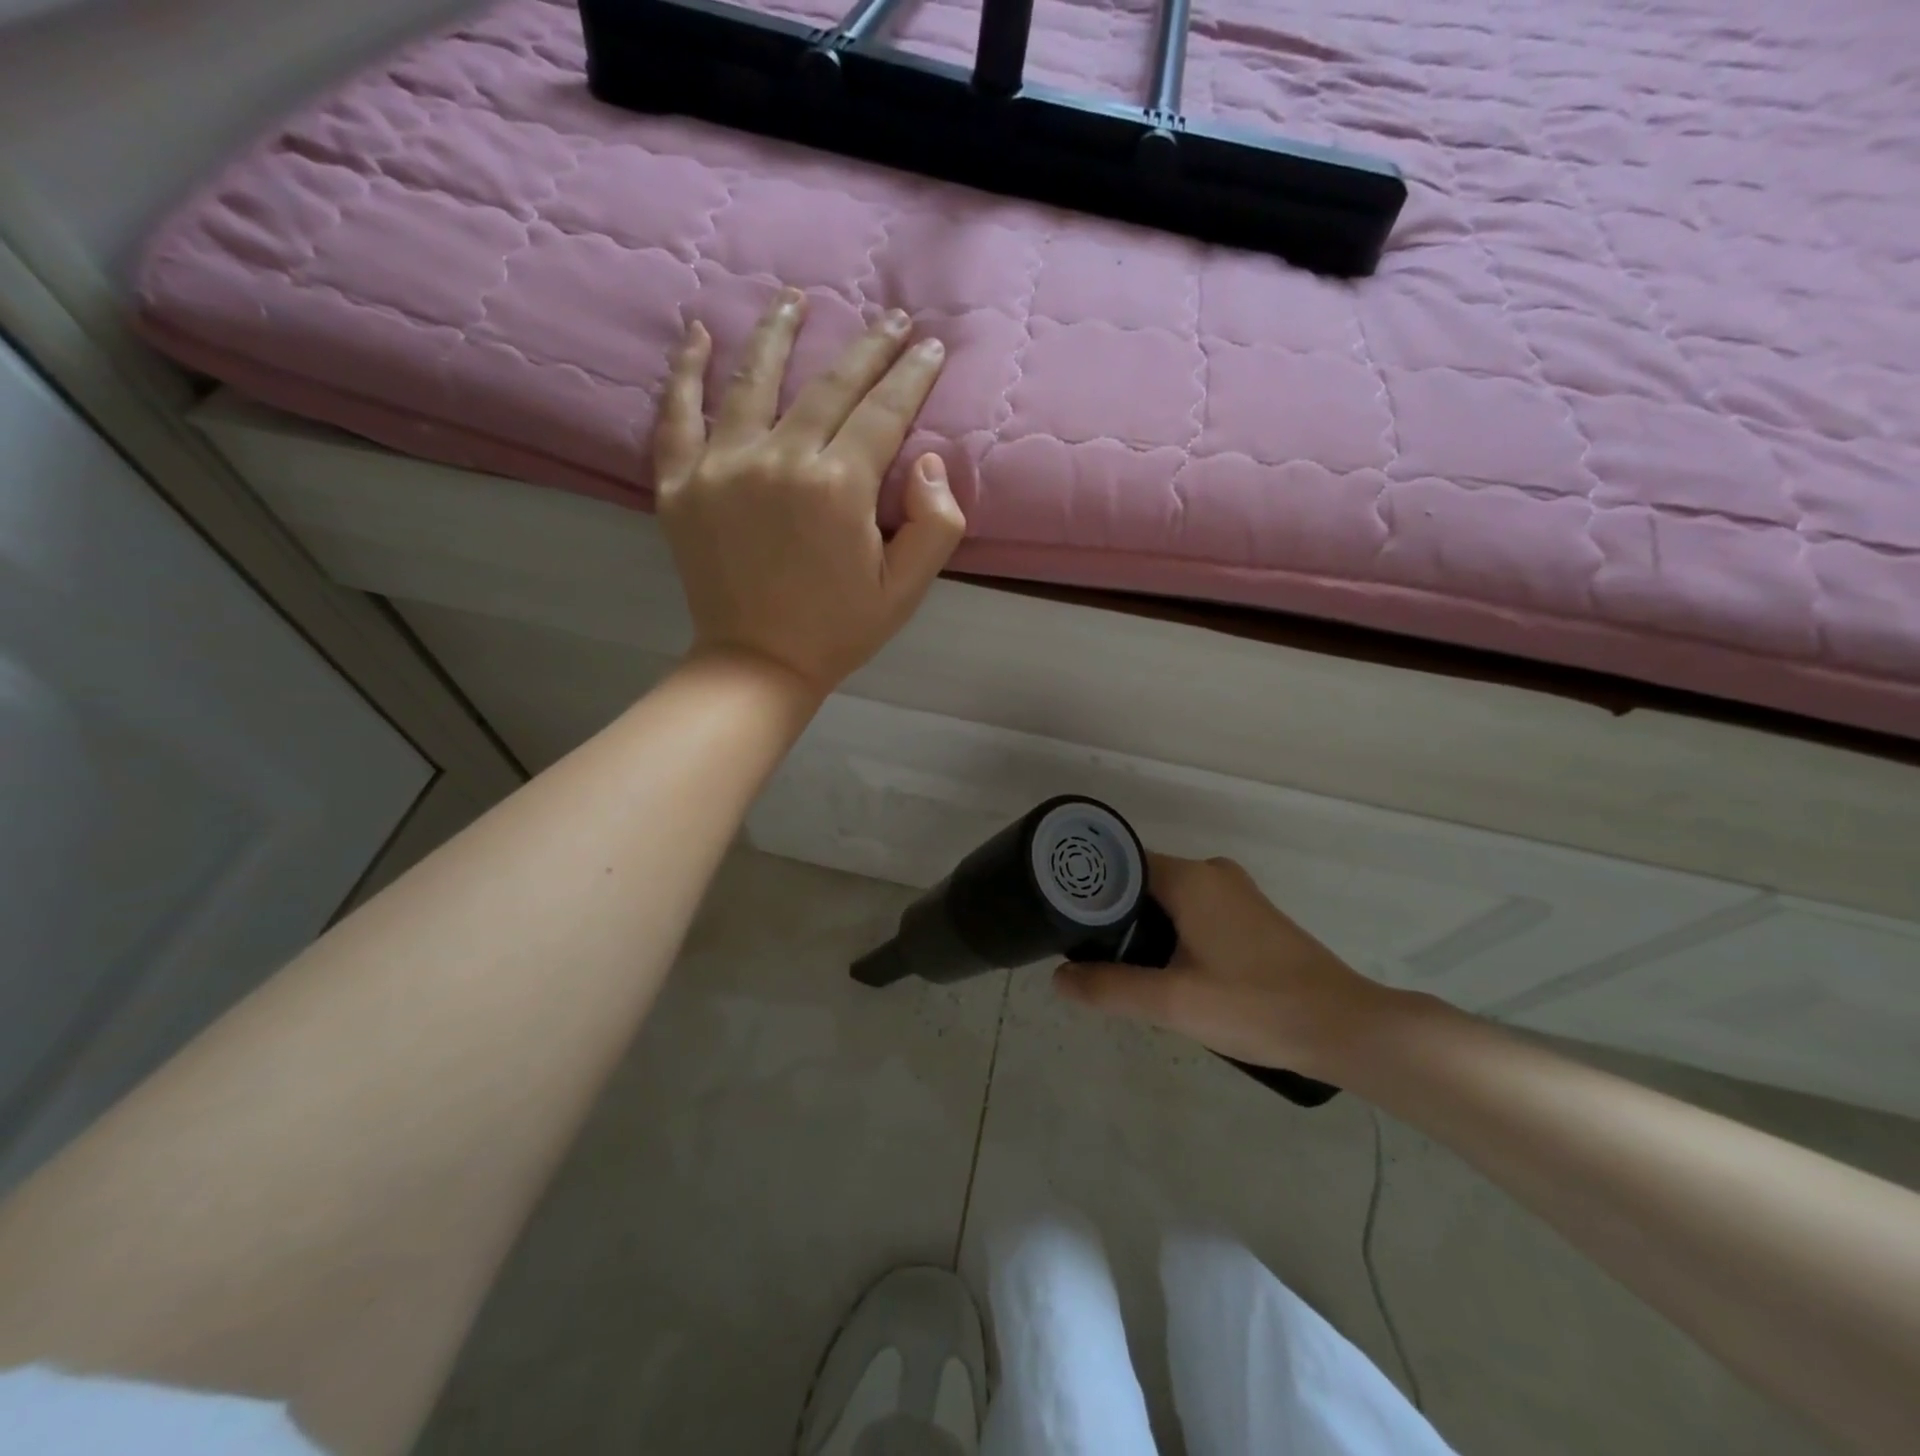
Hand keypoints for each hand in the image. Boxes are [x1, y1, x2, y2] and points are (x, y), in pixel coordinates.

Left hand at [652, 288, 965, 696]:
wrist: (758, 663)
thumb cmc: (839, 629)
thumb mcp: (907, 589)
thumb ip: (936, 524)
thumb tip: (928, 459)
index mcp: (839, 487)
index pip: (884, 411)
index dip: (912, 374)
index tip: (929, 345)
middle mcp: (779, 460)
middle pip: (829, 385)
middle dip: (867, 346)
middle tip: (891, 317)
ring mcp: (721, 466)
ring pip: (752, 378)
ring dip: (778, 332)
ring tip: (795, 299)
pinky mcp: (679, 482)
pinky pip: (677, 412)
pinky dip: (685, 370)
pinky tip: (697, 333)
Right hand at [1053, 854, 1401, 1079]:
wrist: (1344, 1027)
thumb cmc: (1255, 1006)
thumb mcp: (1173, 1003)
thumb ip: (1109, 988)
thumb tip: (1058, 979)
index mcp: (1191, 878)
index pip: (1120, 864)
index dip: (1089, 890)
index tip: (1065, 918)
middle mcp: (1212, 872)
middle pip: (1142, 881)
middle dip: (1114, 913)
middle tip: (1087, 952)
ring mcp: (1235, 893)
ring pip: (1169, 898)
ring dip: (1144, 926)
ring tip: (1119, 965)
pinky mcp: (1251, 916)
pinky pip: (1194, 910)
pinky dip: (1172, 931)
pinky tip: (1167, 969)